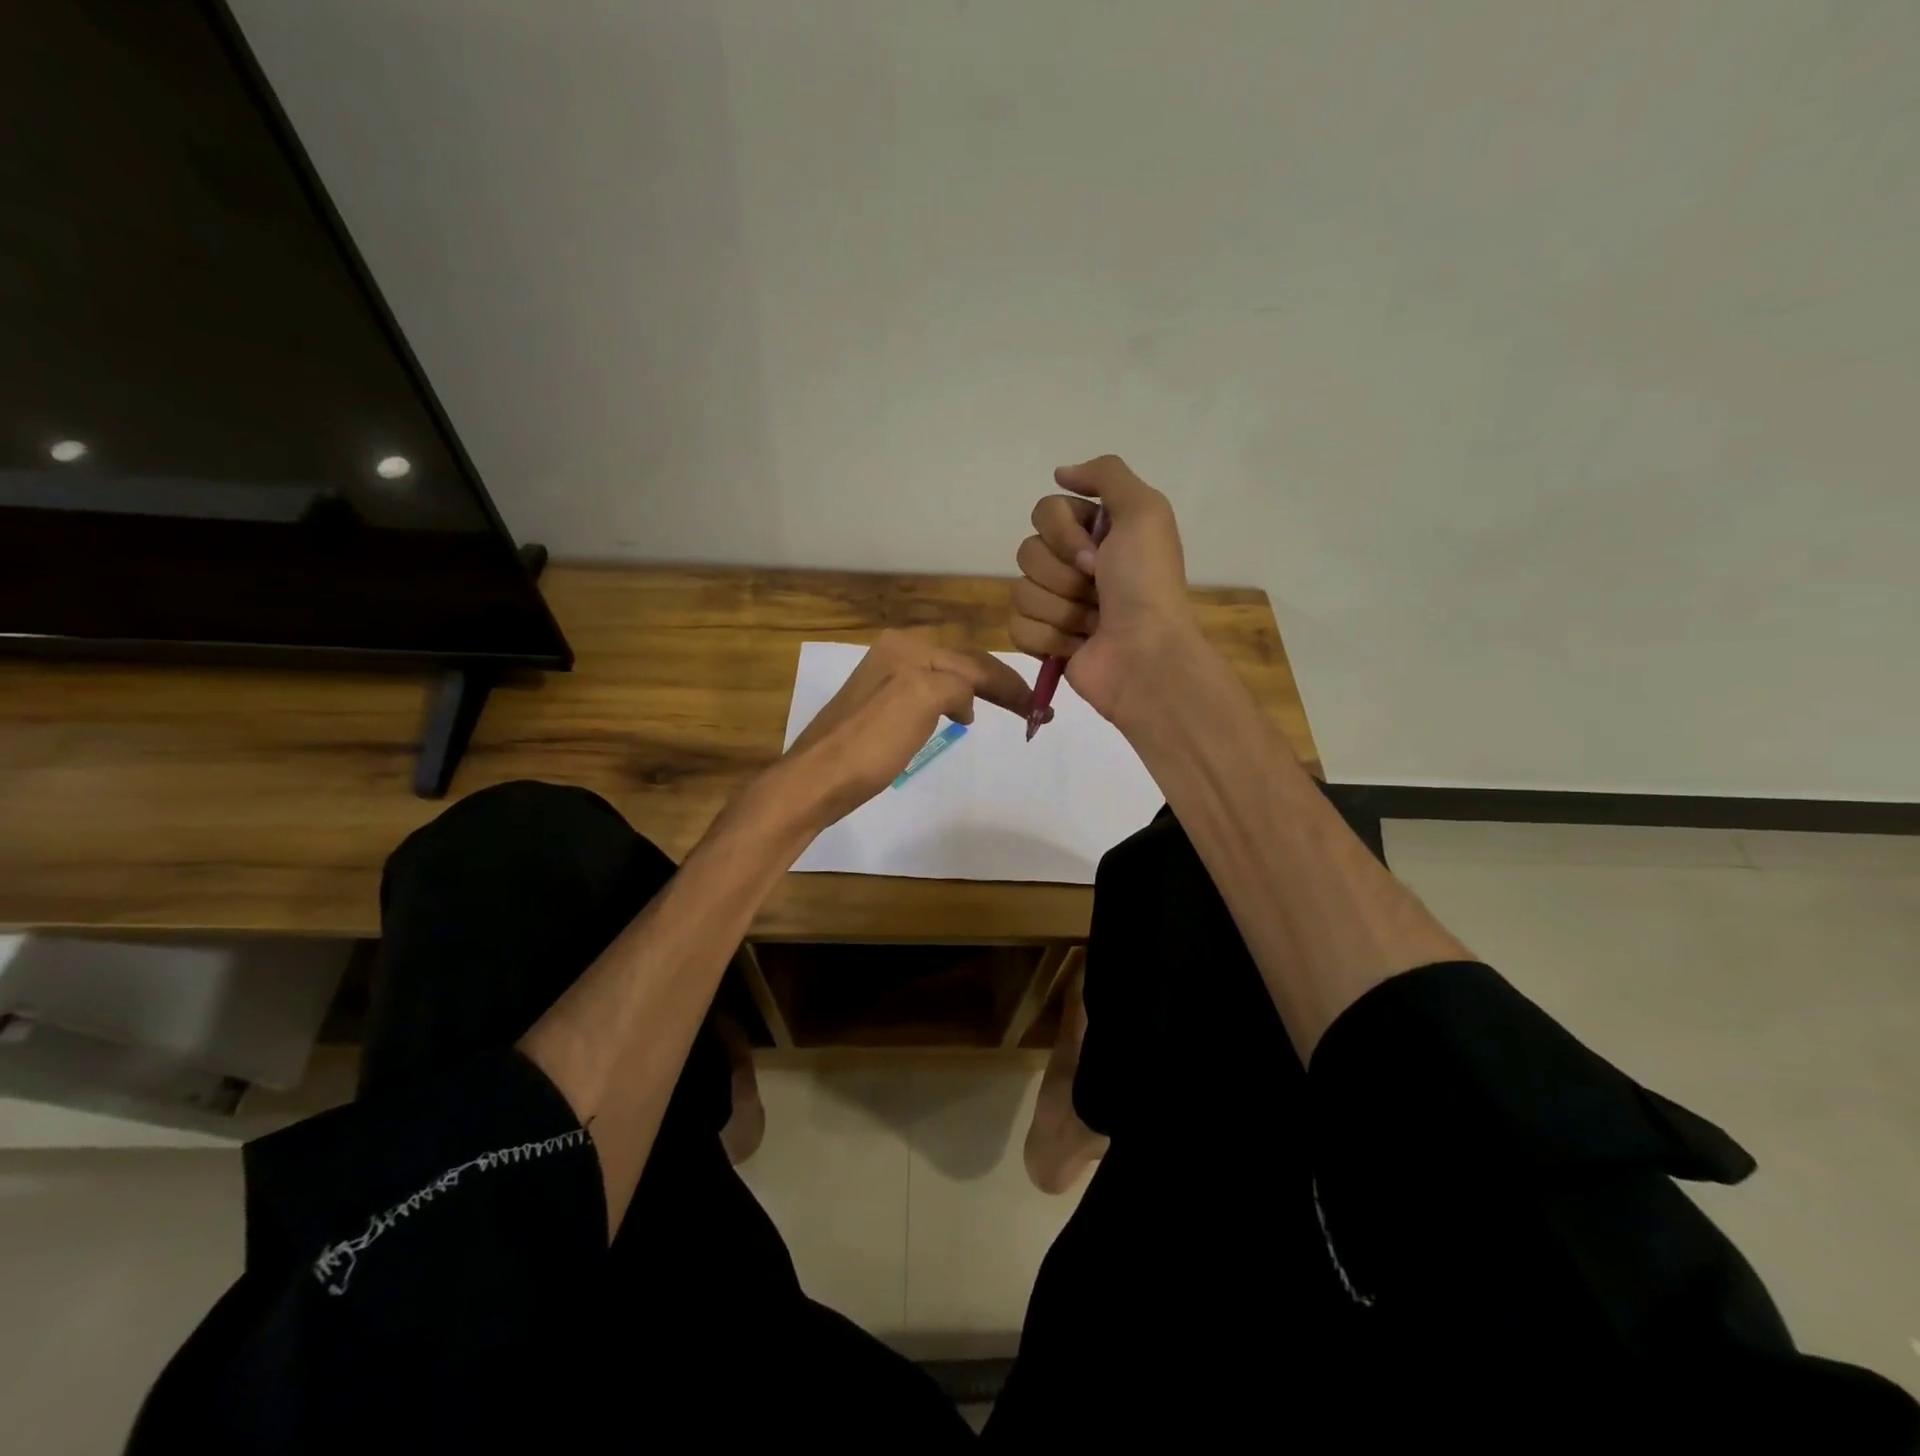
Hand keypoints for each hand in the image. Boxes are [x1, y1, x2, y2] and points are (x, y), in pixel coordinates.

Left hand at [780, 630, 1035, 828]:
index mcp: (907, 647)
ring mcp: (884, 680)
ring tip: (1003, 709)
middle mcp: (895, 653)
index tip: (1040, 709)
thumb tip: (965, 701)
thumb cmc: (871, 742)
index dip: (1009, 683)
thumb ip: (955, 685)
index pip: (972, 661)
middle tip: (1031, 708)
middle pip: (960, 664)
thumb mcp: (920, 699)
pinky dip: (953, 703)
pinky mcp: (877, 707)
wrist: (816, 780)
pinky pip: (928, 696)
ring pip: (946, 679)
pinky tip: (959, 717)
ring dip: (978, 691)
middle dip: (997, 684)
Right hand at [1010, 454, 1199, 724]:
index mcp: (1095, 533)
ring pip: (1022, 592)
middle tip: (1097, 590)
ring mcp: (1057, 605)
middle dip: (1062, 575)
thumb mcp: (1145, 511)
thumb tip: (1060, 473)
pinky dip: (1048, 638)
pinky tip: (1076, 645)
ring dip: (1060, 609)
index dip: (1063, 534)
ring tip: (1092, 623)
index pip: (1044, 512)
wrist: (1146, 655)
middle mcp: (1074, 565)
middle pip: (1027, 552)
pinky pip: (1018, 628)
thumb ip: (1107, 475)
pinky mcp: (1045, 642)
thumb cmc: (1146, 584)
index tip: (1096, 554)